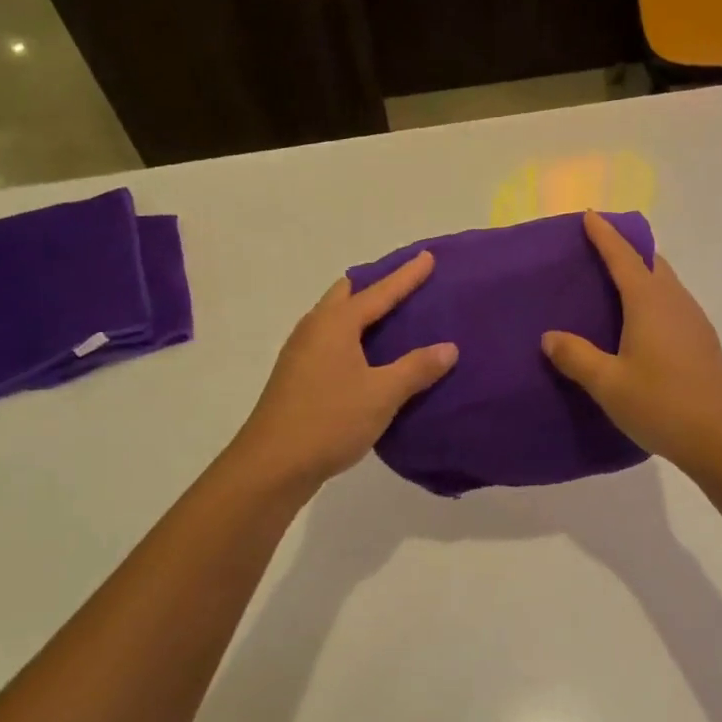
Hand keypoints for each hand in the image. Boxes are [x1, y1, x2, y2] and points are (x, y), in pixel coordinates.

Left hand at [230, 252, 457, 489]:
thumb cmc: (330, 420)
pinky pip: (330, 340)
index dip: (406, 276)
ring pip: (334, 317)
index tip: (427, 257)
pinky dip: (352, 336)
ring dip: (360, 311)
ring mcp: (301, 353)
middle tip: (404, 286)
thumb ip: (417, 368)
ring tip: (390, 317)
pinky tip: (367, 356)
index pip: (379, 291)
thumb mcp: (383, 394)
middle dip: (375, 285)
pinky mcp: (296, 376)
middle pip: (346, 294)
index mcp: (335, 324)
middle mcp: (314, 329)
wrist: (272, 465)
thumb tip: (449, 347)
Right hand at [541, 211, 721, 474]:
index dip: (605, 235)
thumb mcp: (608, 383)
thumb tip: (550, 337)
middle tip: (598, 249)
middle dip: (626, 249)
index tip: (590, 216)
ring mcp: (693, 319)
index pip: (623, 257)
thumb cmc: (660, 404)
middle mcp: (674, 301)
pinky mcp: (702, 340)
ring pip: (665, 282)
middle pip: (650, 262)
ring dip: (642, 274)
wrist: (721, 437)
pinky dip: (653, 297)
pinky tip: (640, 323)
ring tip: (614, 285)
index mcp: (649, 301)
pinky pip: (672, 303)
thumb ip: (576, 356)